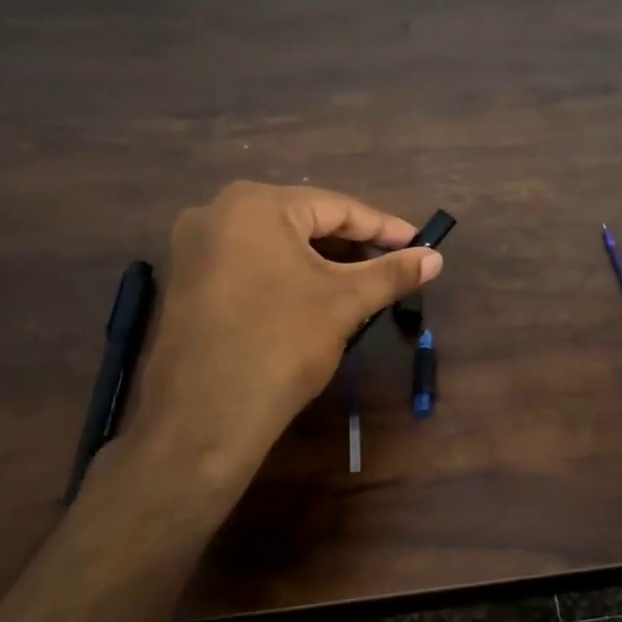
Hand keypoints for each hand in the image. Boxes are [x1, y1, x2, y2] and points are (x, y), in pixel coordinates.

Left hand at [113, 182, 441, 493]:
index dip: (384, 228)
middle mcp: (217, 212)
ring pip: (276, 245)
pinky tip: (314, 298)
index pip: (336, 208)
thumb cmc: (282, 343)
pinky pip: (250, 265)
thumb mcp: (345, 303)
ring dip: (321, 262)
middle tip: (392, 266)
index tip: (419, 244)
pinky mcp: (186, 282)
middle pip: (303, 222)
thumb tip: (436, 258)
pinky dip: (287, 276)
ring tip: (361, 284)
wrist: (205, 417)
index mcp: (255, 204)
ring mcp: (194, 249)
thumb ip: (392, 273)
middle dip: (352, 246)